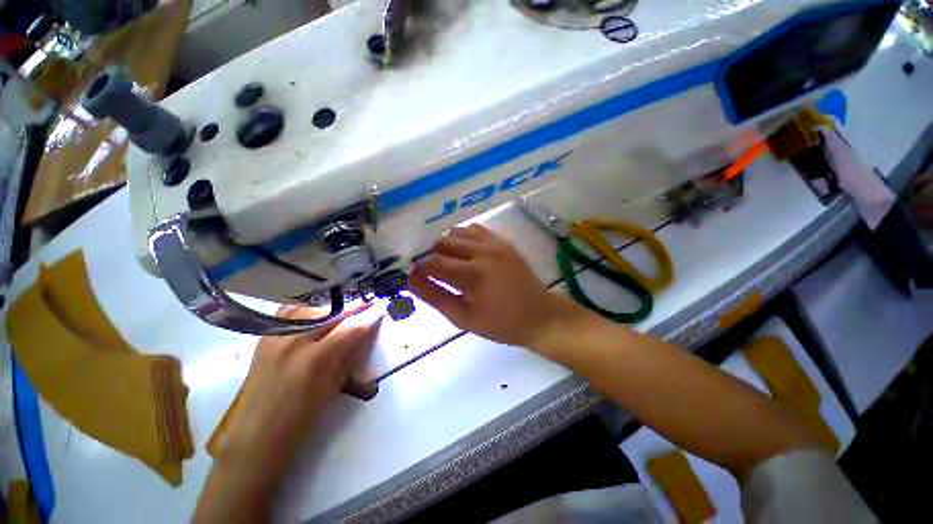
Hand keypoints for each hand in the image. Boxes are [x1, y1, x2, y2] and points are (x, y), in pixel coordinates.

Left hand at [193, 306, 379, 523]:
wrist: (257, 433)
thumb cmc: (302, 418)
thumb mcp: (334, 387)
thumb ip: (348, 357)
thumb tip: (362, 335)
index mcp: (317, 360)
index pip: (351, 328)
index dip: (369, 315)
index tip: (381, 306)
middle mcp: (295, 342)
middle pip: (332, 313)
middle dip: (354, 306)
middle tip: (368, 303)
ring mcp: (276, 337)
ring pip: (311, 308)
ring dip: (332, 308)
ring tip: (343, 311)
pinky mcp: (264, 338)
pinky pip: (289, 313)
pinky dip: (306, 311)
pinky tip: (315, 314)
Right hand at [407, 224, 585, 350]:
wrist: (538, 315)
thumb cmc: (500, 323)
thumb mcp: (463, 317)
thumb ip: (435, 296)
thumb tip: (411, 278)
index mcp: (472, 275)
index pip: (432, 262)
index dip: (419, 268)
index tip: (415, 275)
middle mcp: (482, 252)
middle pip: (442, 242)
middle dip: (431, 255)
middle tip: (432, 272)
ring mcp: (494, 243)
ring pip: (457, 232)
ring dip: (446, 245)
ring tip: (448, 262)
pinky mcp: (502, 241)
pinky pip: (474, 230)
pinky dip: (463, 238)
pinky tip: (465, 253)